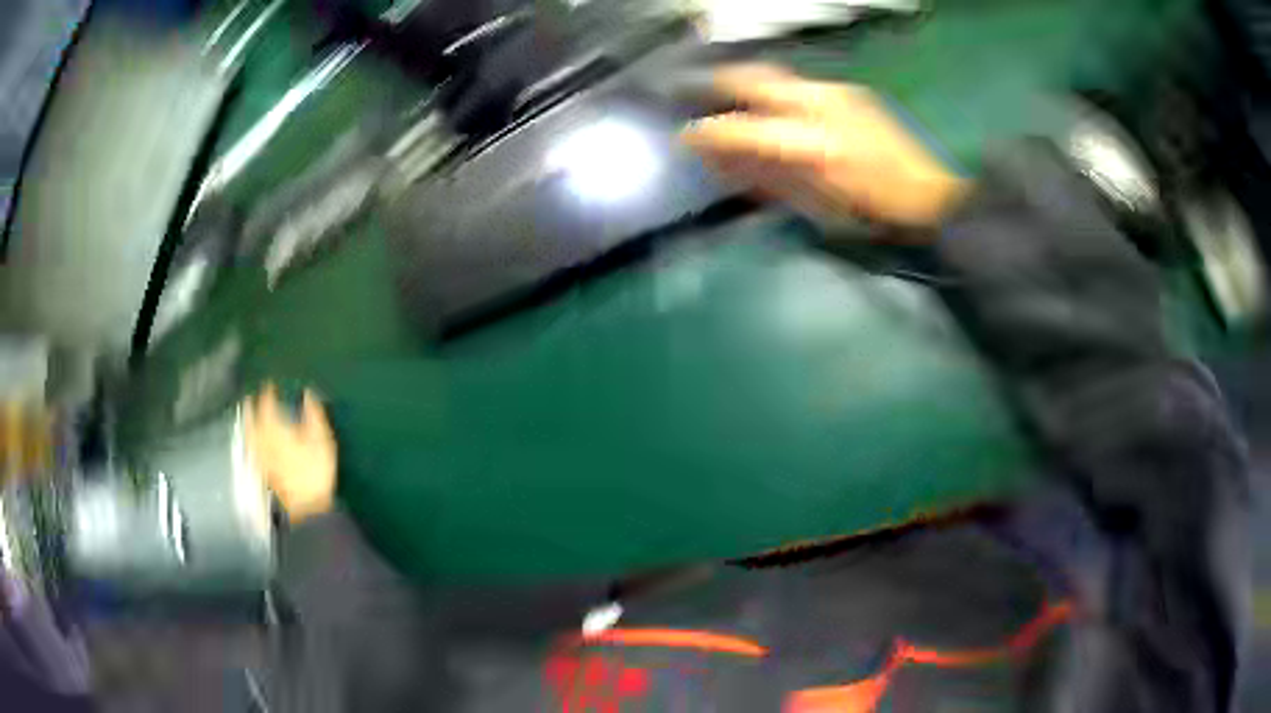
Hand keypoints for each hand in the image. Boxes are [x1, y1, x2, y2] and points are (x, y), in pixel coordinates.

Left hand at [244, 383, 336, 524]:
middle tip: (249, 398)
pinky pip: (252, 450)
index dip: (267, 393)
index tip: (270, 385)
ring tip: (246, 416)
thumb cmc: (315, 471)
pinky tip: (252, 442)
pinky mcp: (264, 472)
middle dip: (250, 408)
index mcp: (276, 429)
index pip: (267, 405)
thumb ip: (313, 414)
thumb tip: (308, 393)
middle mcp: (263, 440)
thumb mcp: (321, 439)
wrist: (307, 507)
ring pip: (249, 435)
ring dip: (247, 424)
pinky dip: (250, 441)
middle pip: (252, 420)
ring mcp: (262, 458)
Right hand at [682, 64, 969, 230]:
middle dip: (718, 85)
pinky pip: (800, 86)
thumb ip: (766, 178)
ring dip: (746, 88)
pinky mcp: (851, 93)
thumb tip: (723, 162)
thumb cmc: (873, 217)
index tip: (685, 138)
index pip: (741, 129)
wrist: (931, 200)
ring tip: (732, 105)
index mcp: (812, 146)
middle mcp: (820, 107)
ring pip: (775, 77)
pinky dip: (777, 96)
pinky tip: (777, 113)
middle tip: (697, 96)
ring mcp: (837, 94)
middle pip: (752, 79)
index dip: (707, 133)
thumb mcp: (817, 207)